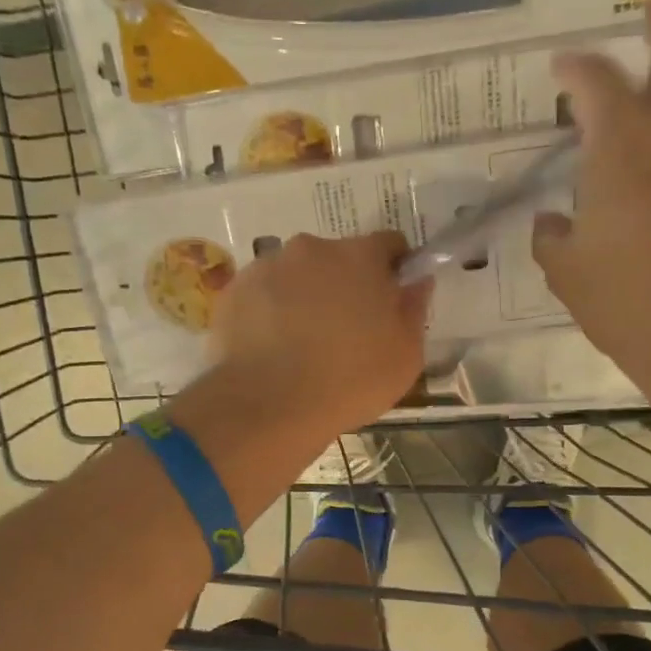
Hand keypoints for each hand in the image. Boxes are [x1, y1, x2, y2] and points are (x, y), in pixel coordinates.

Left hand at [206, 230, 431, 439]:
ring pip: (298, 275)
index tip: (391, 302)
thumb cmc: (350, 381)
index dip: (394, 271)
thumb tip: (416, 282)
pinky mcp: (234, 291)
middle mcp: (312, 249)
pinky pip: (263, 294)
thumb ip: (413, 309)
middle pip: (339, 258)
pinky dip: (271, 312)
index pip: (389, 244)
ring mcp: (267, 267)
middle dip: (346, 285)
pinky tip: (274, 349)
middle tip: (347, 331)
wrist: (268, 406)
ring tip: (304, 344)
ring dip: (306, 296)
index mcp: (360, 256)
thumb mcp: (405, 355)